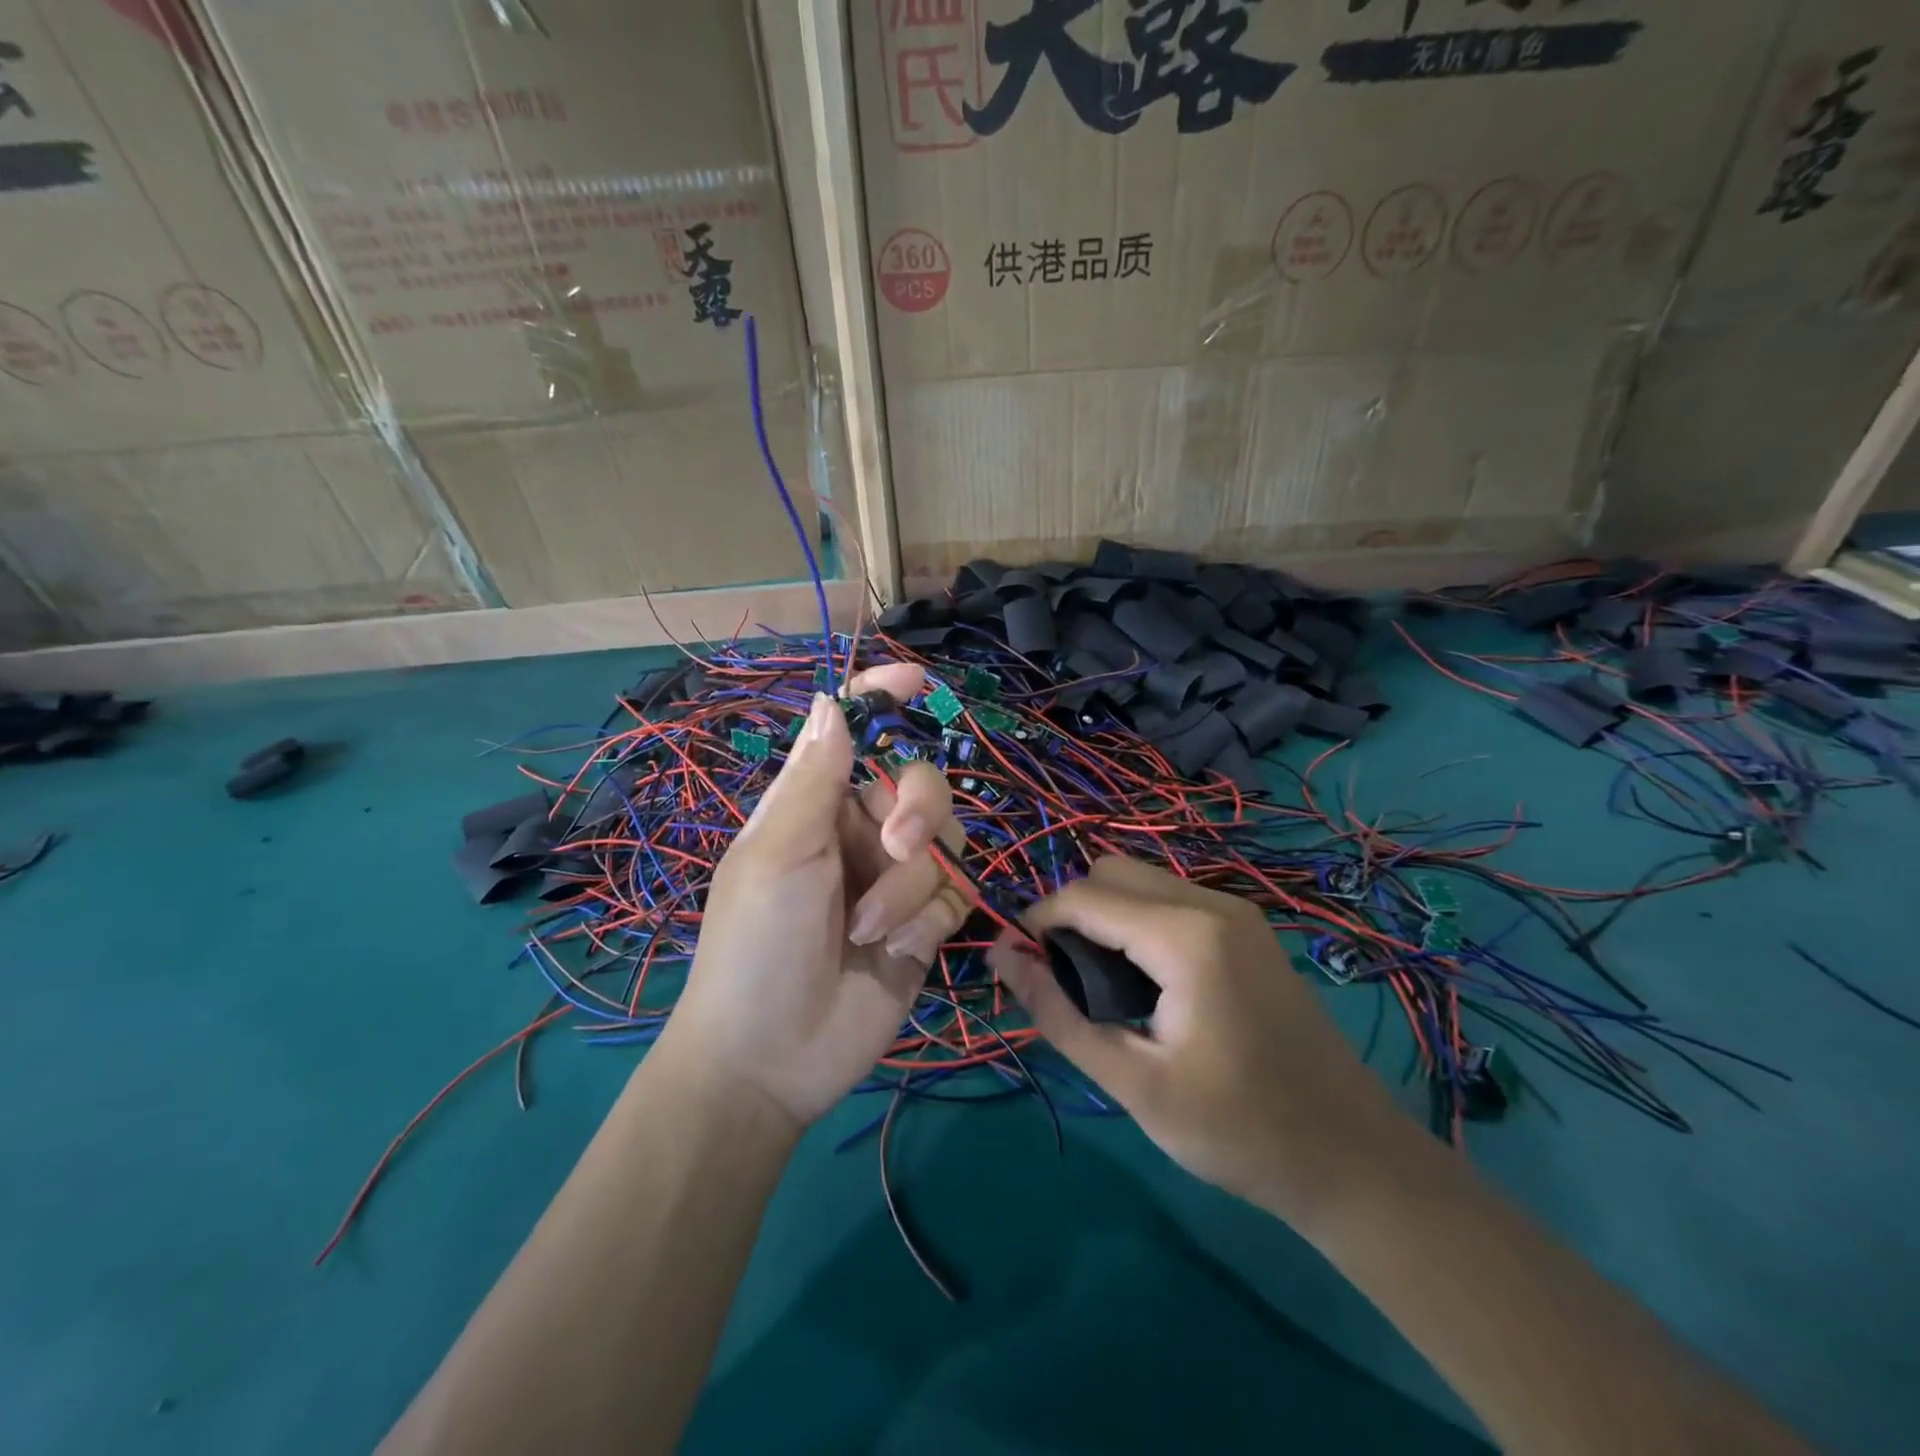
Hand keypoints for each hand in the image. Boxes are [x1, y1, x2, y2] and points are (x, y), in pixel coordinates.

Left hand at [658, 665, 966, 1132]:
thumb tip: (830, 700)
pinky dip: (929, 922)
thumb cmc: (757, 943)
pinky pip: (956, 895)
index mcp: (818, 806)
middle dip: (917, 813)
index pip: (856, 734)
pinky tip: (894, 954)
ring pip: (946, 844)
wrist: (772, 1056)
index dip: (885, 698)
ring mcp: (895, 880)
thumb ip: (814, 778)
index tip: (918, 679)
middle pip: (923, 785)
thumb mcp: (779, 853)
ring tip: (872, 932)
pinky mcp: (924, 924)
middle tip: (894, 849)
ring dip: (913, 888)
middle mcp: (861, 833)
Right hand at [990, 856, 1409, 1223]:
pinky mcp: (1247, 928)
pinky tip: (1144, 984)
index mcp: (1185, 934)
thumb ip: (1057, 1012)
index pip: (1082, 897)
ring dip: (1104, 916)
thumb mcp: (1133, 1081)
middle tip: (1063, 981)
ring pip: (1140, 880)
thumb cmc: (1237, 1130)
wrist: (1353, 1159)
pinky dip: (1137, 922)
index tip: (1016, 967)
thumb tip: (999, 955)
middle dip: (1071, 914)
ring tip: (1099, 986)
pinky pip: (1170, 898)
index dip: (1036, 923)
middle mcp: (1211, 902)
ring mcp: (1235, 910)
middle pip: (1110, 872)